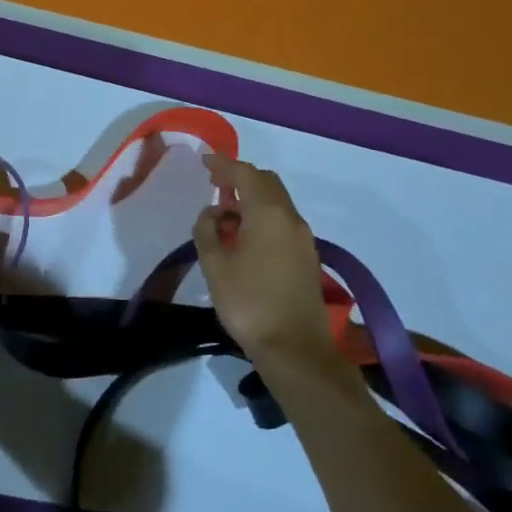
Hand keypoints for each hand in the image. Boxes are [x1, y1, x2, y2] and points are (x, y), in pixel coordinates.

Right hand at [192, 155, 341, 382]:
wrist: (295, 349)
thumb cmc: (249, 303)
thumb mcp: (215, 266)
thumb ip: (207, 231)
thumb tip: (211, 214)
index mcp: (269, 214)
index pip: (247, 175)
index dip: (224, 165)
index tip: (204, 162)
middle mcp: (291, 219)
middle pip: (267, 184)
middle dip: (240, 179)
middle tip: (214, 185)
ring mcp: (303, 239)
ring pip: (276, 204)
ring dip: (251, 200)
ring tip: (223, 215)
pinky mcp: (306, 257)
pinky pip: (282, 222)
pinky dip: (261, 217)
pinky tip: (242, 237)